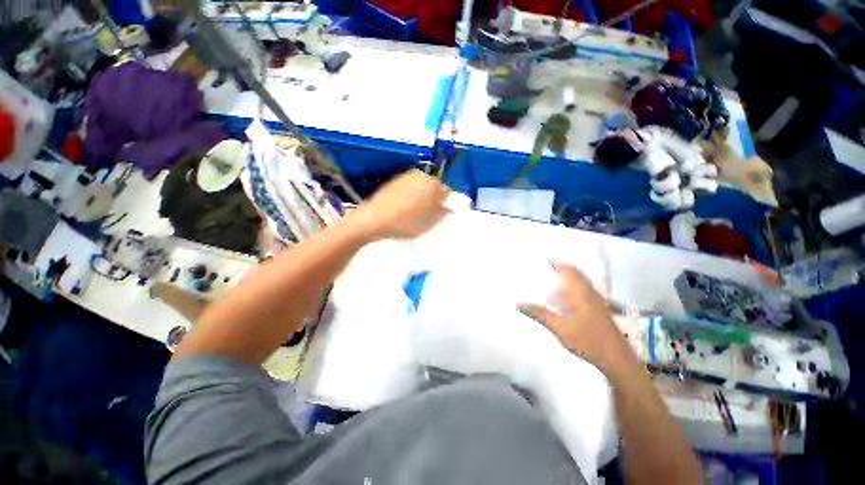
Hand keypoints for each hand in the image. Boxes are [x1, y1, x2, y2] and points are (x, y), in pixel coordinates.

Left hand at [351, 170, 449, 240]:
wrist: (374, 220)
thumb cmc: (407, 222)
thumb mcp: (430, 222)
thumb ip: (443, 213)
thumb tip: (449, 208)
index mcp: (432, 182)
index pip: (447, 189)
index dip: (447, 202)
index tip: (442, 214)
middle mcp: (420, 175)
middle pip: (434, 187)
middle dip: (435, 199)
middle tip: (430, 216)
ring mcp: (405, 178)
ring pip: (421, 188)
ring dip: (422, 199)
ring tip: (416, 215)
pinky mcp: (393, 184)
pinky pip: (408, 190)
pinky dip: (410, 199)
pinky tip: (404, 212)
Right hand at [518, 263, 633, 372]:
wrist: (617, 360)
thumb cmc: (587, 340)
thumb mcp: (559, 327)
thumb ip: (539, 314)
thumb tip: (518, 303)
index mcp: (581, 293)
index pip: (569, 271)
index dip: (557, 263)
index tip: (545, 258)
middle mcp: (591, 294)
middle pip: (578, 275)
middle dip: (563, 270)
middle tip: (548, 270)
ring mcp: (599, 303)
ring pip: (583, 285)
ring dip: (569, 282)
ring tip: (554, 288)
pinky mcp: (602, 312)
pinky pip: (586, 294)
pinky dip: (574, 292)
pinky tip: (567, 304)